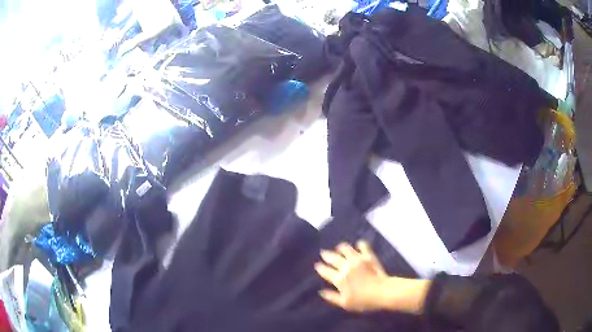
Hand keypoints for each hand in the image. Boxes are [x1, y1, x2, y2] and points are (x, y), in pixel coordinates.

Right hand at [315, 240, 390, 311]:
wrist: (382, 292)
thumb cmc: (363, 300)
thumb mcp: (345, 303)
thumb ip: (332, 297)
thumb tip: (321, 292)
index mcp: (339, 279)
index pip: (326, 271)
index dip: (320, 268)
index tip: (317, 265)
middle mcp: (346, 266)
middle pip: (333, 258)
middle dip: (326, 255)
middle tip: (323, 253)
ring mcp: (357, 259)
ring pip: (345, 249)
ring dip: (340, 248)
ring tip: (339, 248)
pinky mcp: (368, 256)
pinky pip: (363, 246)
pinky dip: (360, 244)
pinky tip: (359, 245)